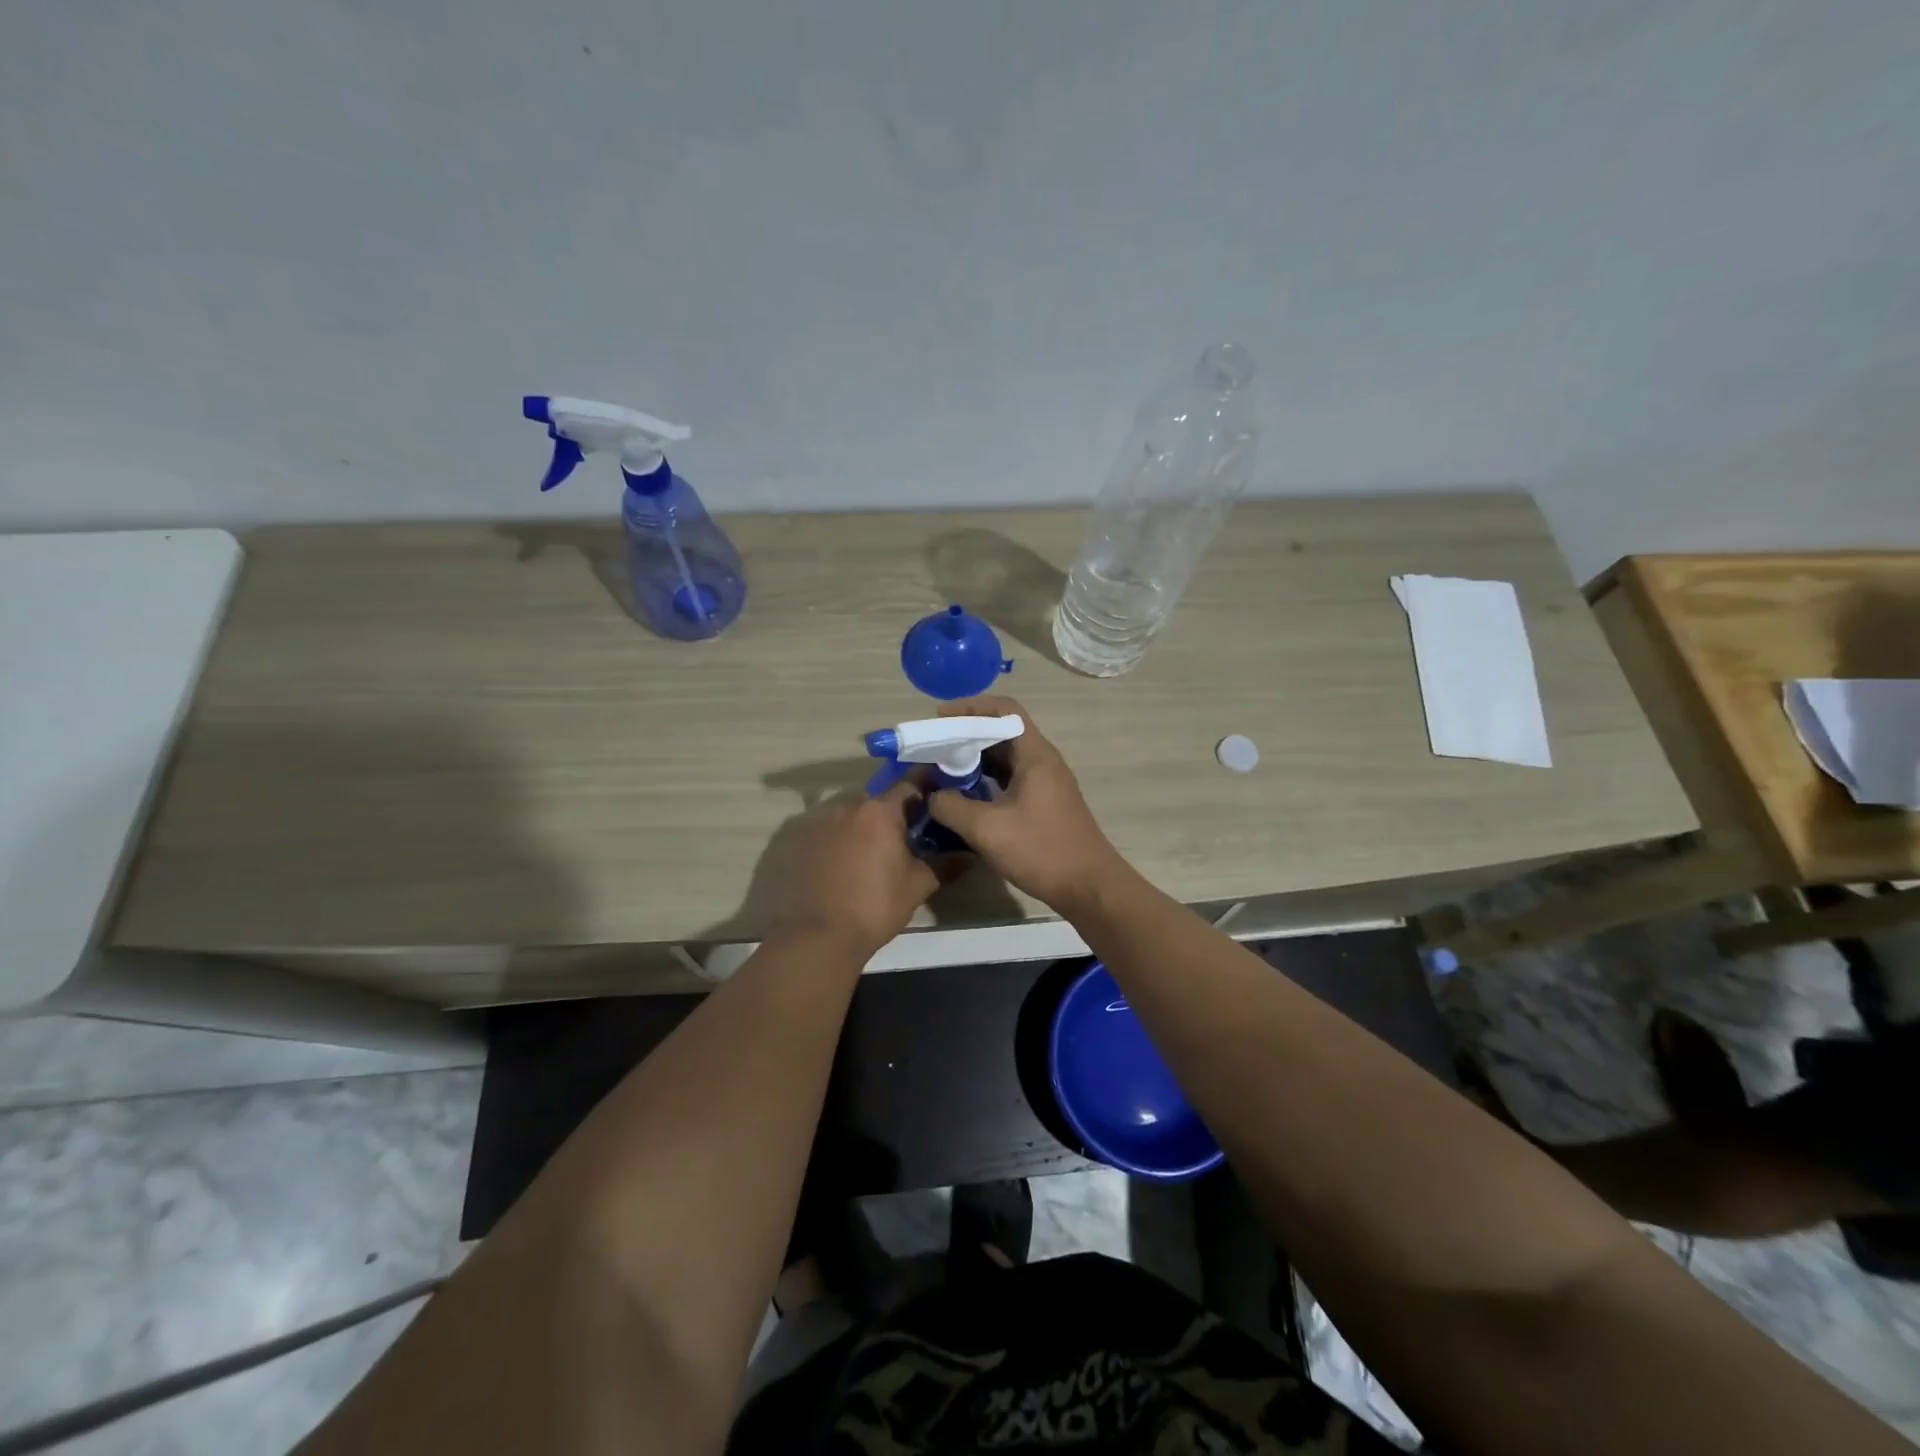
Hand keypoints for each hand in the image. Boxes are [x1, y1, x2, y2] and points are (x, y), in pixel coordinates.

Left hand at [770, 779, 943, 957]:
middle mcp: (848, 806)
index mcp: (880, 811)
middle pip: (878, 801)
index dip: (926, 789)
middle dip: (894, 813)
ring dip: (866, 826)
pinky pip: (830, 831)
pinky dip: (842, 840)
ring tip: (877, 852)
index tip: (937, 796)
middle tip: (909, 835)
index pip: (909, 785)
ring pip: (852, 815)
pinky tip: (848, 863)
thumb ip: (944, 864)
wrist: (821, 935)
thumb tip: (969, 855)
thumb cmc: (876, 905)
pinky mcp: (801, 841)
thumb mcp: (918, 885)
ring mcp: (820, 822)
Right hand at [924, 695, 1128, 912]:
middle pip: (1002, 732)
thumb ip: (951, 807)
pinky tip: (965, 798)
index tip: (940, 719)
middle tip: (934, 749)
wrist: (1089, 887)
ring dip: (975, 760)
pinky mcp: (1044, 804)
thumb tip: (933, 796)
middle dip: (966, 735)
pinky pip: (1011, 779)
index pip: (1004, 710)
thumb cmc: (1041, 850)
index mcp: (1035, 754)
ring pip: (1005, 758)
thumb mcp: (987, 829)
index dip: (970, 707)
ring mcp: (1046, 783)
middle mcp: (1043, 761)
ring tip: (943, 772)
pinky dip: (986, 781)